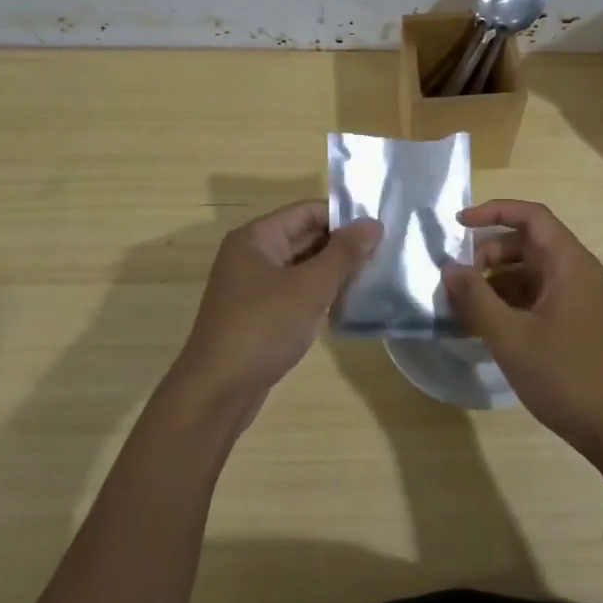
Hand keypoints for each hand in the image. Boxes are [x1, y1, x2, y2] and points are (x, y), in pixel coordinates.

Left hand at [169, 200, 379, 418]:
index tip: (380, 229)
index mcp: (256, 237)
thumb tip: (373, 224)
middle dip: (342, 245)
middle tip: (384, 253)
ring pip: (302, 266)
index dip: (344, 217)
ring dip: (333, 270)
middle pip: (305, 236)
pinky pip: (295, 290)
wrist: (218, 391)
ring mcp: (253, 285)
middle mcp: (252, 254)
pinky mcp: (259, 313)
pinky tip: (347, 302)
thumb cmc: (263, 328)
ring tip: (373, 276)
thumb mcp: (310, 287)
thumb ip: (344, 254)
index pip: (307, 211)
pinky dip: (319, 293)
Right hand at [442, 199, 602, 452]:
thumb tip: (449, 268)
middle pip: (527, 244)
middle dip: (488, 255)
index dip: (493, 212)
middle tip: (458, 282)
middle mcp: (577, 273)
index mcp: (569, 263)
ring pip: (529, 275)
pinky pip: (537, 299)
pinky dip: (510, 306)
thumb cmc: (565, 375)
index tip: (458, 224)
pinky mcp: (577, 324)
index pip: (531, 216)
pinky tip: (485, 330)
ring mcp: (580, 300)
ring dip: (495, 284)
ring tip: (463, 310)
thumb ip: (475, 298)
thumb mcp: (510, 337)